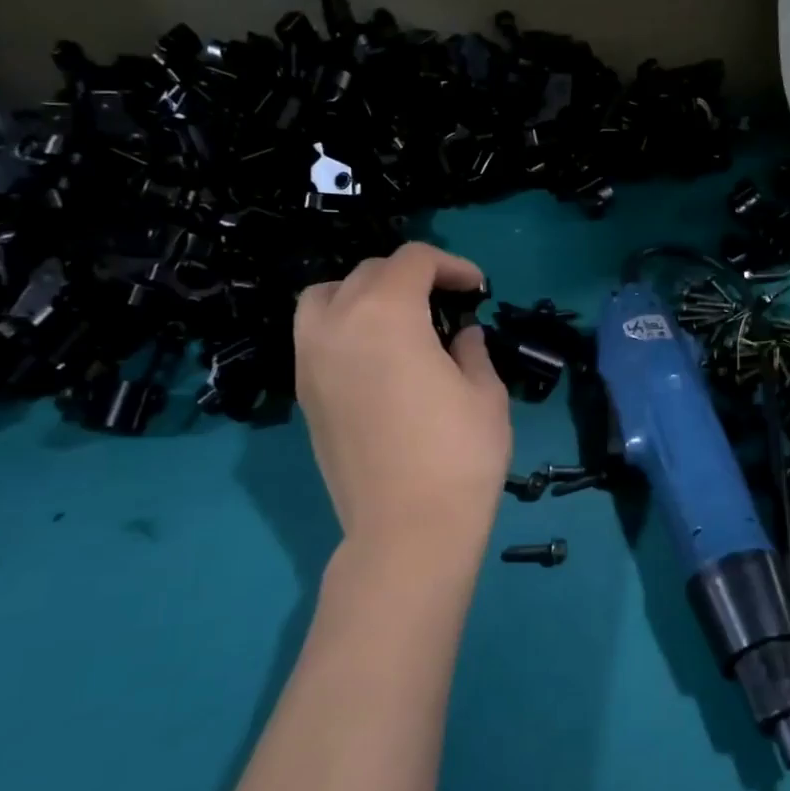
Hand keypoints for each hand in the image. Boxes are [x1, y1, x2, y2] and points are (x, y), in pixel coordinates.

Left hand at [294, 244, 511, 556]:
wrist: (407, 529)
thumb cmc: (460, 455)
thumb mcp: (485, 393)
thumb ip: (471, 350)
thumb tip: (460, 335)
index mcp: (386, 315)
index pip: (412, 261)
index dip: (451, 265)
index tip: (477, 289)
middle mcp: (337, 326)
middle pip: (368, 273)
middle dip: (411, 276)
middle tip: (446, 302)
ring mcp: (311, 362)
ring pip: (325, 297)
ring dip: (363, 293)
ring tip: (398, 319)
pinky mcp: (304, 396)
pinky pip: (315, 336)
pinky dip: (344, 326)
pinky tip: (377, 356)